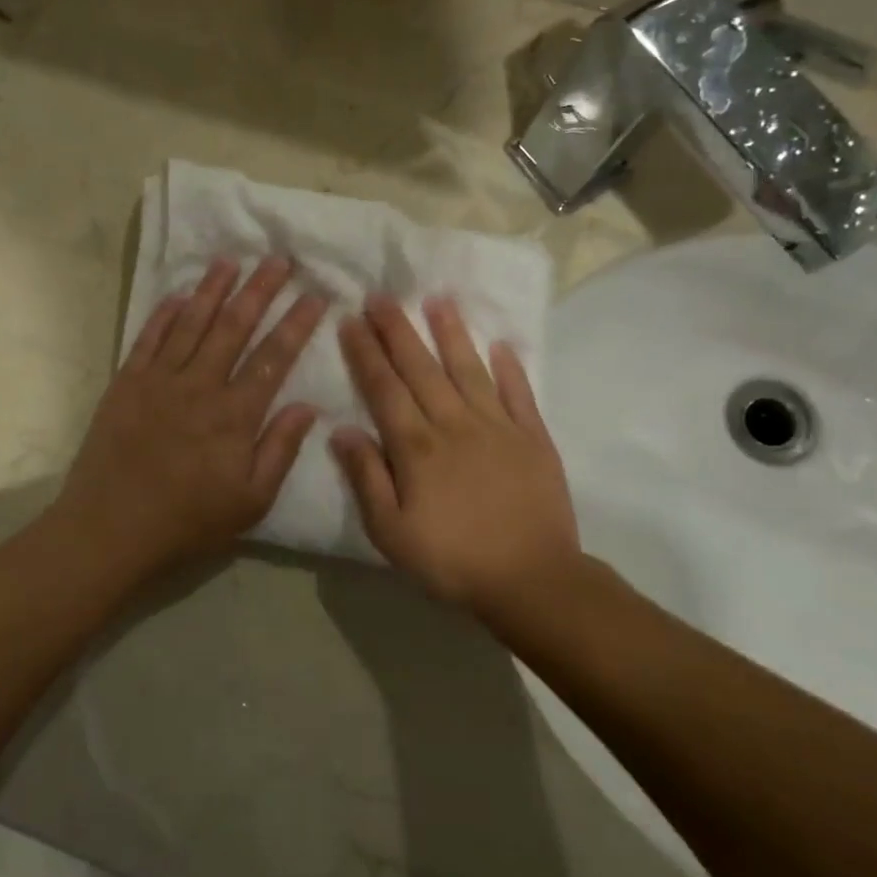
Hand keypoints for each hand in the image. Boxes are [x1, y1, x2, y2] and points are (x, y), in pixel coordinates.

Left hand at [56, 256, 326, 582]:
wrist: (109, 529)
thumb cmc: (187, 522)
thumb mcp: (250, 501)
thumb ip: (280, 450)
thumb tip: (309, 406)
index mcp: (234, 414)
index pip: (274, 357)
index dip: (296, 324)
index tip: (315, 295)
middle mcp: (199, 385)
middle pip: (234, 326)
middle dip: (259, 290)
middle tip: (278, 259)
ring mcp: (158, 380)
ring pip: (191, 323)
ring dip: (212, 289)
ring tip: (230, 261)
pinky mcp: (125, 384)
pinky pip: (148, 339)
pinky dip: (164, 314)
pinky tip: (178, 295)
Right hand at [332, 295, 583, 611]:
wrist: (531, 580)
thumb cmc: (451, 560)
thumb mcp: (391, 531)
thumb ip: (367, 478)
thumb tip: (342, 430)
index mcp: (416, 447)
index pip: (385, 388)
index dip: (366, 353)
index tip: (351, 320)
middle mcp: (454, 424)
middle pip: (421, 369)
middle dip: (398, 330)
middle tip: (382, 296)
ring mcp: (498, 427)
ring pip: (469, 370)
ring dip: (451, 334)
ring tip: (437, 300)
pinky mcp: (534, 438)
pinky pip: (519, 394)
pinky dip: (510, 368)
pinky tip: (500, 345)